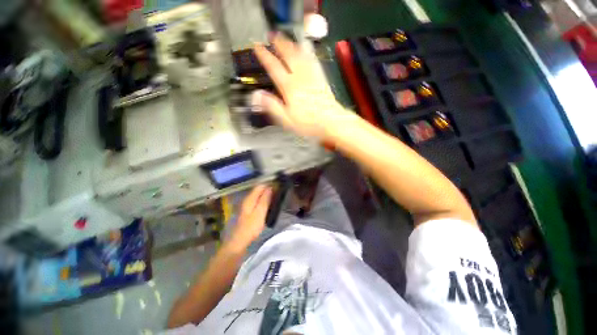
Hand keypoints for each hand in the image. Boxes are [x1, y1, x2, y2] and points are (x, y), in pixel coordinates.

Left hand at [230, 185, 272, 247]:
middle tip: (278, 194)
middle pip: (259, 190)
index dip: (269, 185)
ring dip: (266, 196)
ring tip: (275, 199)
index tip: (278, 188)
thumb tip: (270, 187)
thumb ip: (265, 199)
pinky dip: (263, 202)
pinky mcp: (248, 211)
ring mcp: (246, 205)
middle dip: (268, 190)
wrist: (239, 241)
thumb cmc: (251, 227)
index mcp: (249, 198)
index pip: (260, 186)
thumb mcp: (260, 212)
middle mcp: (247, 199)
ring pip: (258, 196)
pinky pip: (257, 202)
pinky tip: (268, 206)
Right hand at [252, 34, 353, 140]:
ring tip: (287, 39)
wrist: (331, 122)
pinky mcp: (321, 79)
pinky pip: (312, 62)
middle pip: (289, 55)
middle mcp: (300, 77)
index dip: (264, 55)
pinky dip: (306, 53)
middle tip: (272, 35)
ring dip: (292, 45)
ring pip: (301, 55)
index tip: (257, 46)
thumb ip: (273, 106)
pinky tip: (305, 51)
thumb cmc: (308, 123)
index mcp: (289, 87)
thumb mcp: (287, 119)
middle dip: (279, 44)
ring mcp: (312, 76)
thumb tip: (258, 95)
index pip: (274, 67)